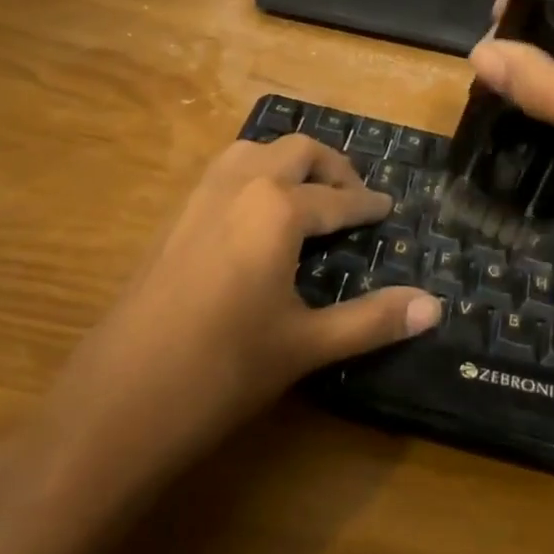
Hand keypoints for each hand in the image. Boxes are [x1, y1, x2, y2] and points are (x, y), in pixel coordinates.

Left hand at [0, 136, 439, 518]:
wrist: (117, 402)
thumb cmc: (223, 371)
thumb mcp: (306, 345)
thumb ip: (372, 321)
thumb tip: (436, 307)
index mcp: (278, 209)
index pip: (337, 199)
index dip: (367, 205)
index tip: (388, 208)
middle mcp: (240, 186)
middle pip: (297, 152)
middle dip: (332, 167)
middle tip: (354, 195)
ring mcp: (200, 198)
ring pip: (254, 151)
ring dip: (288, 162)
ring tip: (308, 194)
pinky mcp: (173, 218)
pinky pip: (224, 172)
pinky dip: (253, 174)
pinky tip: (256, 216)